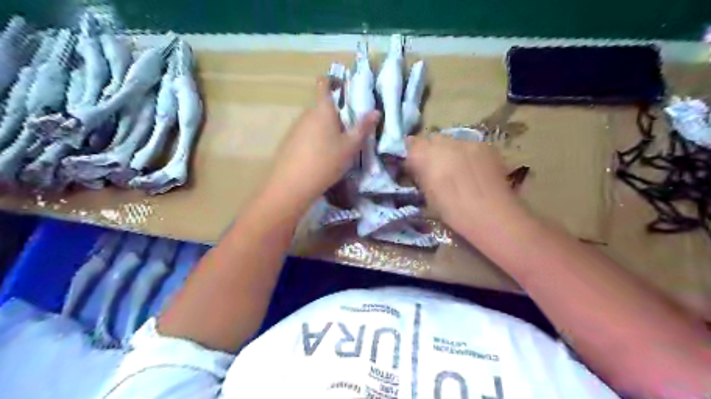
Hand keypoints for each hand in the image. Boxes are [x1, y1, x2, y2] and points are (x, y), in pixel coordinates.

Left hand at [263, 76, 380, 211]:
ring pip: (314, 122)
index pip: (324, 84)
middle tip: (350, 129)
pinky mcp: (289, 141)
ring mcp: (296, 128)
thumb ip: (363, 128)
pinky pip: (306, 133)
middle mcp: (307, 114)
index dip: (332, 81)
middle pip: (322, 106)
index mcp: (323, 109)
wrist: (292, 184)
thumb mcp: (350, 146)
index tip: (344, 88)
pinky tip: (320, 156)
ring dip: (326, 128)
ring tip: (337, 146)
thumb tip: (376, 111)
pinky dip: (315, 139)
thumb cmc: (326, 161)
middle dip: (336, 113)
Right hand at [405, 134, 520, 233]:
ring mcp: (466, 142)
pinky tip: (475, 170)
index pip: (412, 145)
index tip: (416, 168)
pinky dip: (468, 155)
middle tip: (437, 169)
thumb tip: (417, 168)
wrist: (491, 215)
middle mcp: (444, 143)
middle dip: (432, 151)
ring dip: (451, 152)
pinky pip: (470, 146)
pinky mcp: (485, 145)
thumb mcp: (427, 196)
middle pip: (432, 139)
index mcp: (425, 156)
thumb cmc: (453, 212)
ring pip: (452, 141)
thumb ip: (421, 176)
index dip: (414, 156)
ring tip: (458, 170)